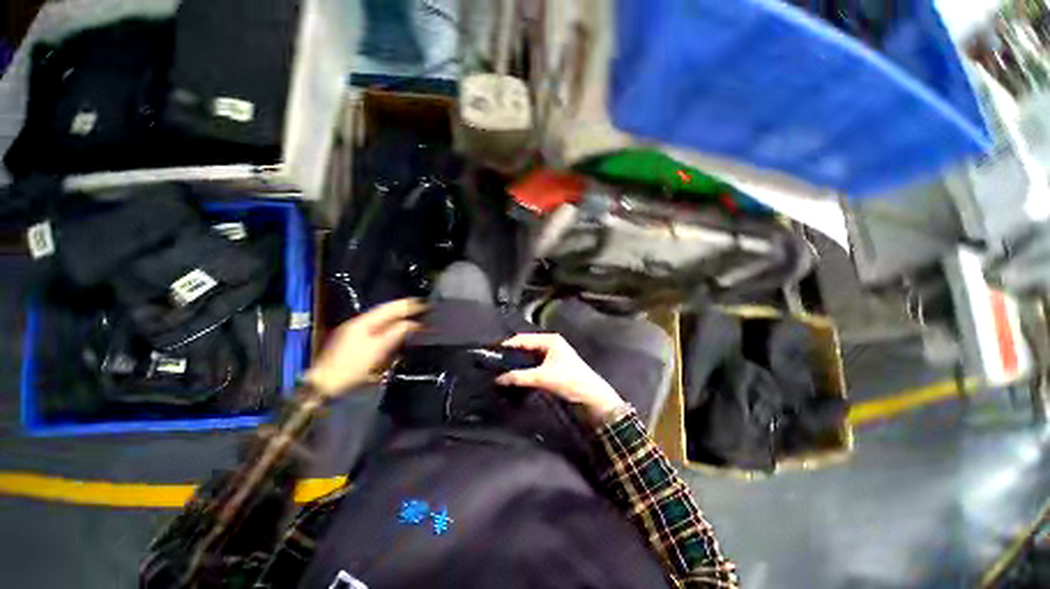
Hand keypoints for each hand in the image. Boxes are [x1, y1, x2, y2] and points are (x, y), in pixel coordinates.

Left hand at [304, 299, 425, 397]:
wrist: (325, 384)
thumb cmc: (352, 367)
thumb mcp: (378, 349)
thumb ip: (396, 333)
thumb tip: (412, 323)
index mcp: (363, 322)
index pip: (389, 308)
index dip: (407, 305)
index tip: (422, 303)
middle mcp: (358, 323)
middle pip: (384, 312)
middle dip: (403, 309)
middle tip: (421, 306)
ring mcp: (354, 332)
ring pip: (380, 320)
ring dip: (396, 316)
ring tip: (412, 314)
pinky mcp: (353, 341)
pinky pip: (376, 327)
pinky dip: (389, 325)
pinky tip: (395, 327)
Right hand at [495, 333, 625, 421]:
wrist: (592, 398)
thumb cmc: (569, 381)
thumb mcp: (542, 378)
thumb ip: (518, 377)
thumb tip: (498, 379)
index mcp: (549, 340)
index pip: (522, 339)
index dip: (507, 346)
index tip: (491, 354)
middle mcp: (550, 345)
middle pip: (525, 347)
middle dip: (511, 356)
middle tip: (494, 364)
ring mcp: (551, 356)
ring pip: (528, 358)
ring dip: (516, 365)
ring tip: (500, 371)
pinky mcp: (552, 368)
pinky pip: (533, 366)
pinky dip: (524, 371)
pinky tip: (514, 378)